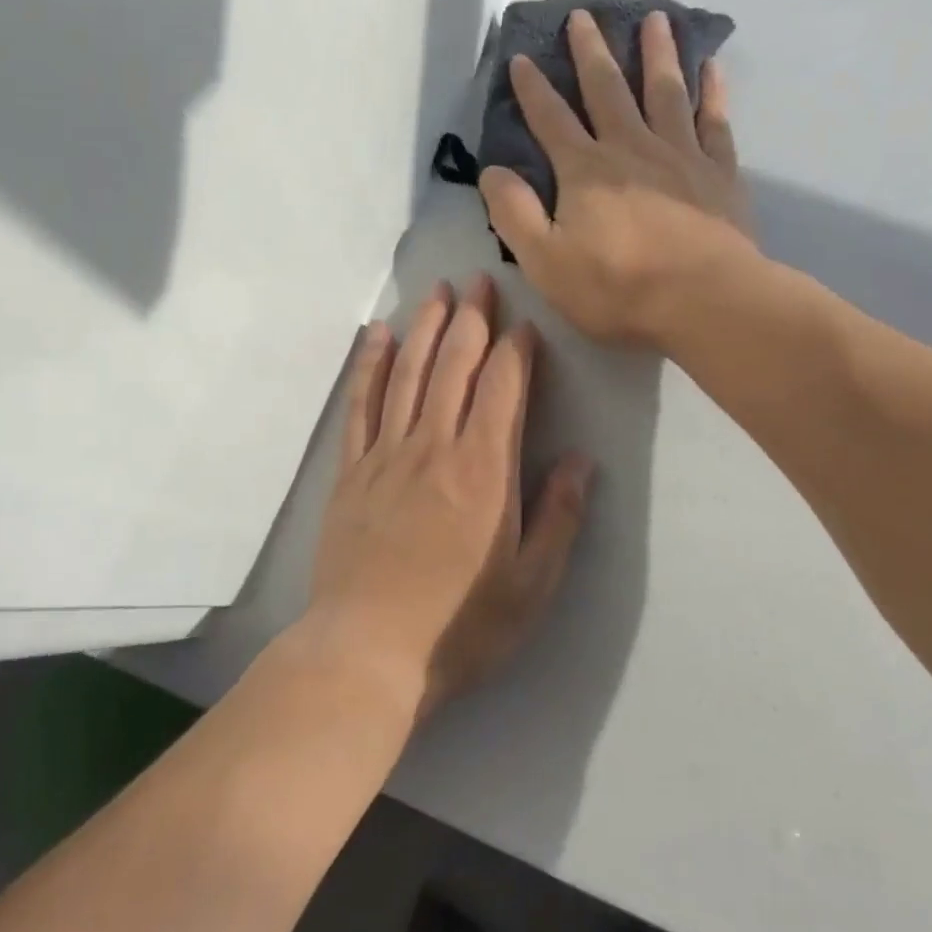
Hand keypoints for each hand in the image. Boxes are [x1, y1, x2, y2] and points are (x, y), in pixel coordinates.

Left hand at [304, 275, 593, 718]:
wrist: (369, 651)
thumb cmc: (461, 624)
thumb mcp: (532, 584)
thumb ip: (559, 517)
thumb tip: (580, 460)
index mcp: (485, 470)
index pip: (503, 388)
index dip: (517, 350)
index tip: (526, 323)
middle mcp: (434, 447)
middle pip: (454, 366)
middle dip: (471, 319)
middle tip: (480, 280)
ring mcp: (386, 455)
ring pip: (408, 373)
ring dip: (425, 327)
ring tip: (437, 291)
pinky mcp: (351, 472)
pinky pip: (361, 404)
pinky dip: (370, 365)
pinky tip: (376, 336)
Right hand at [480, 9, 757, 347]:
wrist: (704, 302)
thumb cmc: (618, 289)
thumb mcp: (545, 263)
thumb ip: (514, 214)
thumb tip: (492, 171)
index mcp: (585, 171)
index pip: (551, 120)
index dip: (533, 89)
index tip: (521, 58)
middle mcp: (631, 148)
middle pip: (607, 89)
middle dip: (591, 52)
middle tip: (584, 15)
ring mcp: (680, 155)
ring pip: (665, 91)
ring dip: (657, 53)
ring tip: (655, 18)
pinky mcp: (719, 172)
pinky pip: (714, 120)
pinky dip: (712, 91)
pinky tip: (712, 67)